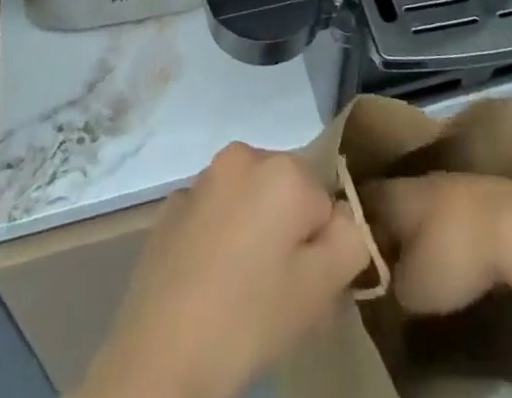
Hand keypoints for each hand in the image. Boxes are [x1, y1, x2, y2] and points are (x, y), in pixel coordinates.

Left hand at [79, 142, 370, 397]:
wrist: (160, 354)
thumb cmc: (249, 316)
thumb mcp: (322, 287)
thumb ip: (351, 240)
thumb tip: (345, 220)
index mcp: (282, 168)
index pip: (325, 203)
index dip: (322, 247)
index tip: (308, 286)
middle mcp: (242, 156)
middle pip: (286, 194)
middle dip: (289, 234)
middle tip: (279, 292)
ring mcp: (201, 179)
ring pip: (248, 202)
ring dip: (254, 234)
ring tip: (244, 291)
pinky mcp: (170, 207)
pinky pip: (213, 216)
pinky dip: (219, 239)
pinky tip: (210, 285)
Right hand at [362, 173, 511, 314]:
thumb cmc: (454, 255)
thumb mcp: (411, 289)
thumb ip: (390, 283)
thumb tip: (386, 280)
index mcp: (393, 193)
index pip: (360, 200)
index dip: (351, 222)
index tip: (347, 244)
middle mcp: (419, 179)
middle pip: (394, 199)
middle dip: (388, 225)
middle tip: (382, 254)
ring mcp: (453, 181)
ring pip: (425, 204)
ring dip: (420, 227)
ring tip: (417, 256)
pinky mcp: (483, 194)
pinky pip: (452, 211)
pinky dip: (448, 229)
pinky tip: (453, 251)